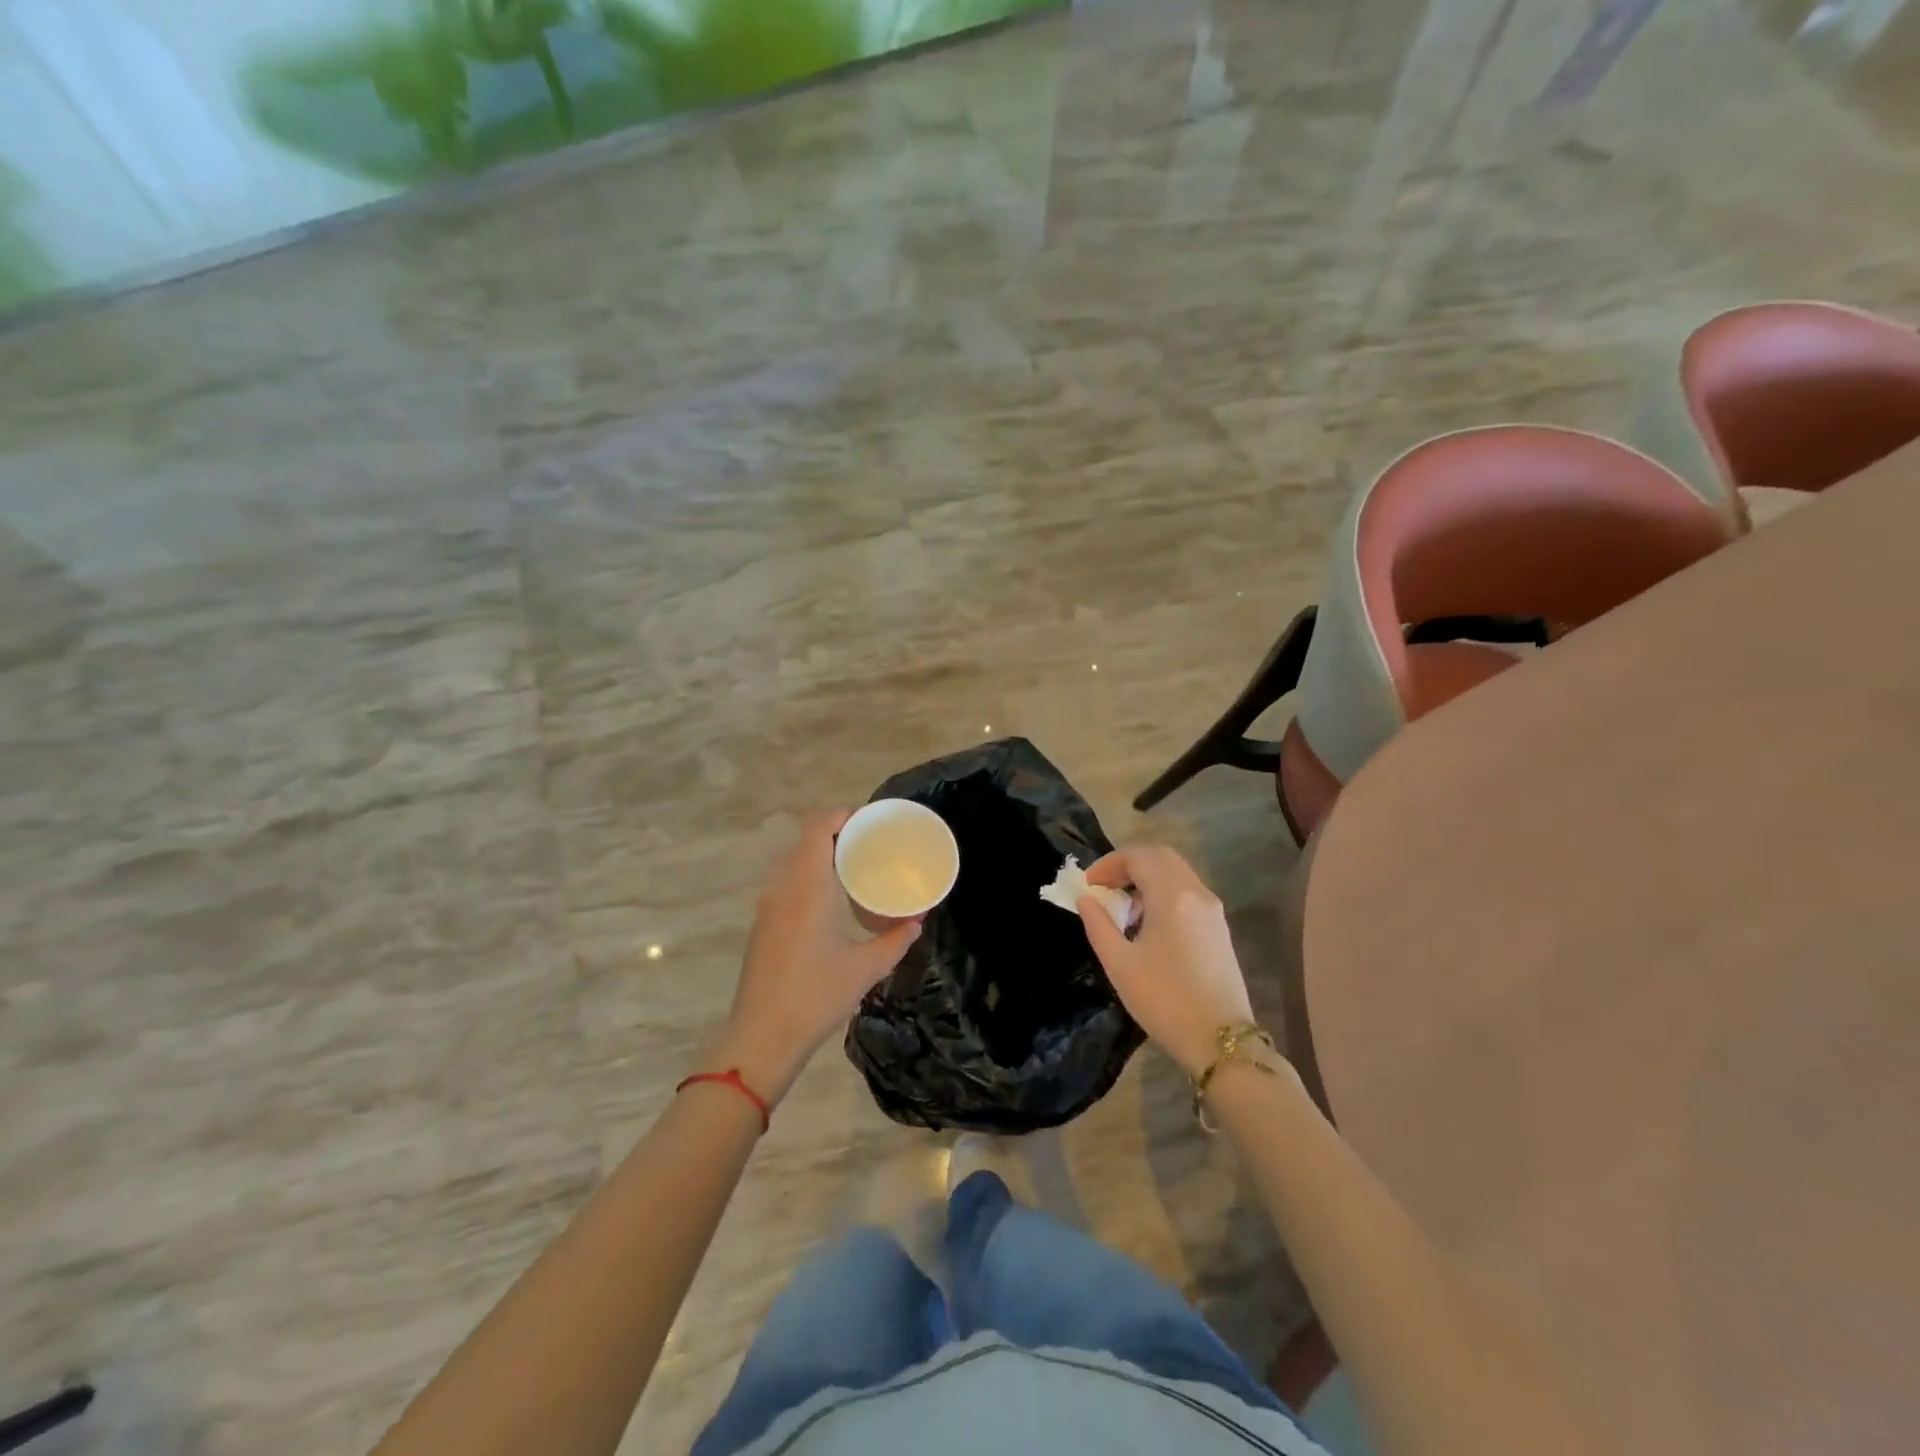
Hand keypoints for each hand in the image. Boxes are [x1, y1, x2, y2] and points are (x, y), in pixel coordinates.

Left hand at [706, 811, 920, 1103]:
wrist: (761, 1037)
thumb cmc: (815, 997)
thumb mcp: (865, 969)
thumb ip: (894, 941)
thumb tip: (917, 922)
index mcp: (807, 888)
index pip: (817, 829)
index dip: (841, 815)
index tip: (870, 820)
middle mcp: (782, 888)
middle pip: (805, 841)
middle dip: (836, 834)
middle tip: (870, 843)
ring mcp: (767, 907)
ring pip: (792, 862)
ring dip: (820, 855)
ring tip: (853, 867)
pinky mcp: (762, 925)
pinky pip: (785, 882)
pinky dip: (807, 875)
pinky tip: (829, 899)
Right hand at [1077, 846, 1254, 1078]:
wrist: (1221, 1041)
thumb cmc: (1164, 1001)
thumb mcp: (1119, 964)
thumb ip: (1098, 924)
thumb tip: (1087, 899)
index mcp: (1172, 897)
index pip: (1138, 857)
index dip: (1108, 864)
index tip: (1088, 885)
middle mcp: (1197, 894)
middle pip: (1161, 857)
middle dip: (1129, 865)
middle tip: (1105, 887)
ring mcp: (1213, 910)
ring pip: (1177, 874)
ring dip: (1147, 879)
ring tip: (1124, 910)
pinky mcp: (1220, 928)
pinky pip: (1188, 893)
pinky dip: (1164, 894)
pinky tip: (1149, 925)